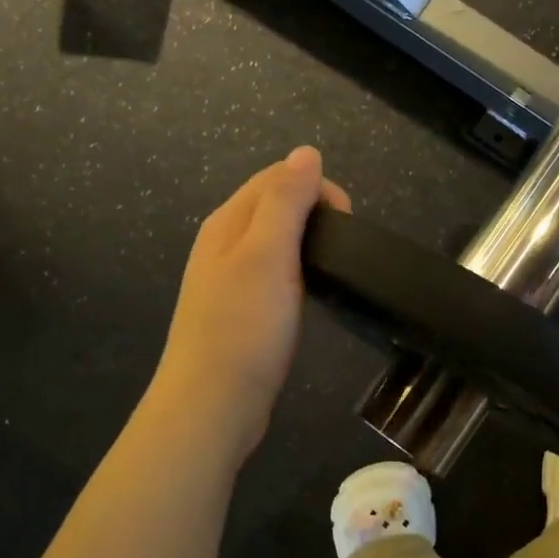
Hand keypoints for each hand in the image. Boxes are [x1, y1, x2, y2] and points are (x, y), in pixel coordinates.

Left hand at [151, 146, 351, 457]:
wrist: (212, 405)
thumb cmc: (242, 327)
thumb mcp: (267, 255)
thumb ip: (286, 201)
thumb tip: (306, 152)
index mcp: (227, 222)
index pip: (276, 177)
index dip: (316, 188)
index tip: (346, 223)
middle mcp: (224, 243)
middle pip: (275, 205)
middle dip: (315, 214)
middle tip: (342, 250)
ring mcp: (231, 279)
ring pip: (276, 241)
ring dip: (308, 244)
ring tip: (333, 271)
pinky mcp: (242, 311)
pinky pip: (275, 274)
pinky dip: (299, 273)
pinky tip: (311, 296)